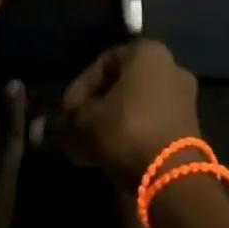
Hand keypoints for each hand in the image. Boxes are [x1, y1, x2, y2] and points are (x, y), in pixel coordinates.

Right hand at [54, 40, 202, 186]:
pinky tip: (114, 152)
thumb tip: (38, 128)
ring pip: (138, 103)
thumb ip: (64, 122)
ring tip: (92, 143)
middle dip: (98, 104)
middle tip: (78, 126)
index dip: (81, 85)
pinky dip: (132, 131)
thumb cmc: (128, 131)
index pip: (105, 60)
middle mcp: (170, 65)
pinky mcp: (190, 124)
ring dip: (114, 119)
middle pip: (123, 82)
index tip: (67, 110)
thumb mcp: (87, 124)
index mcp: (148, 51)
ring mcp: (183, 95)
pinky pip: (152, 119)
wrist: (174, 176)